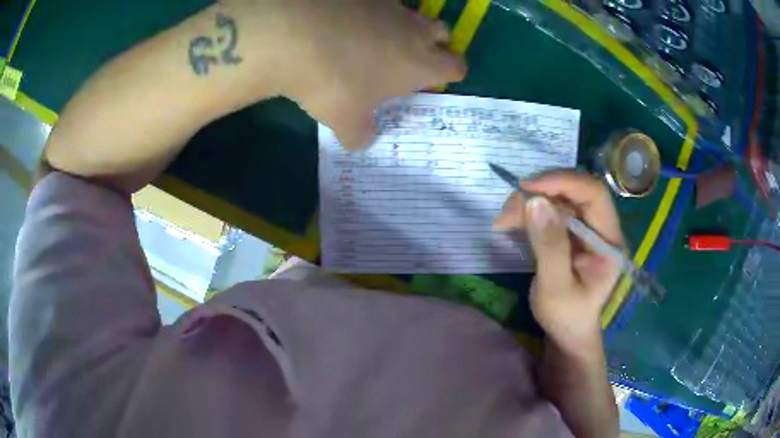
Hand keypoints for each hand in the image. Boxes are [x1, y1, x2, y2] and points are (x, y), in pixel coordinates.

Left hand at [221, 0, 466, 149]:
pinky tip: (344, 24)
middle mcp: (413, 31)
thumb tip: (362, 140)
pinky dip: (368, 13)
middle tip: (408, 57)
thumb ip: (360, 134)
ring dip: (400, 27)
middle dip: (433, 43)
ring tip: (371, 40)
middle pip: (441, 32)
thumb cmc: (334, 83)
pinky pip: (376, 3)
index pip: (456, 67)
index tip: (432, 80)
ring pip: (409, 15)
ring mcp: (389, 6)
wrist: (297, 34)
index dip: (449, 73)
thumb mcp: (345, 122)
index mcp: (421, 64)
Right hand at [493, 171, 622, 352]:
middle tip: (508, 210)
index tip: (529, 187)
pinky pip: (548, 210)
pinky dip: (527, 212)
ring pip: (557, 198)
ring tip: (503, 221)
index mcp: (609, 240)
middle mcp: (600, 227)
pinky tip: (510, 223)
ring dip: (528, 203)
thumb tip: (535, 202)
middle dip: (539, 194)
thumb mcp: (556, 288)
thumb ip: (549, 246)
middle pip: (573, 192)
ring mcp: (584, 228)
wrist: (566, 333)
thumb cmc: (567, 317)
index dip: (564, 182)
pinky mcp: (568, 232)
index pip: (594, 194)